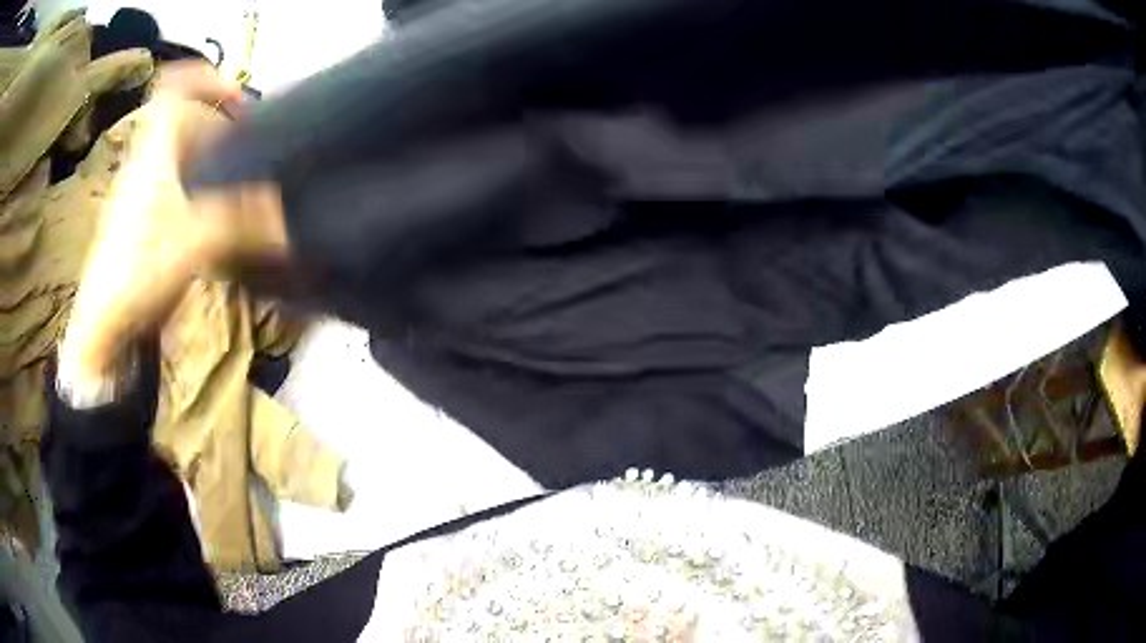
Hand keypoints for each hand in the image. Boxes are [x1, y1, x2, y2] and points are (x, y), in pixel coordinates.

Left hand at [60, 62, 288, 382]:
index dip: (207, 79)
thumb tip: (290, 221)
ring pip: (176, 157)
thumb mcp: (194, 243)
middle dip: (216, 127)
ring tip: (233, 188)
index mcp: (154, 150)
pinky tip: (209, 222)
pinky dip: (194, 193)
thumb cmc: (136, 272)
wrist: (101, 327)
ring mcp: (139, 193)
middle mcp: (145, 162)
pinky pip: (171, 188)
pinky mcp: (138, 222)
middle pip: (182, 121)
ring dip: (207, 162)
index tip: (237, 103)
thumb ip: (242, 225)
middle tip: (246, 150)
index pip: (173, 86)